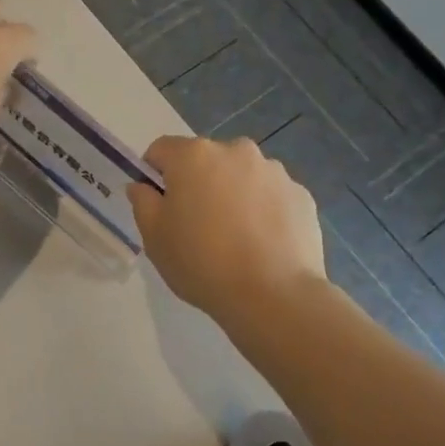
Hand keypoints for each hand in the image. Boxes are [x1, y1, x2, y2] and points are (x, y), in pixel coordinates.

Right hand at [130, 136, 327, 320]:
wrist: (273, 295)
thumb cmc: (201, 262)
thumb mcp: (154, 237)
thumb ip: (143, 202)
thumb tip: (142, 186)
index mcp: (194, 156)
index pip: (162, 150)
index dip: (154, 174)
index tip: (158, 205)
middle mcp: (236, 151)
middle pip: (205, 160)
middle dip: (197, 183)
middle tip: (196, 225)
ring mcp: (274, 171)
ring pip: (241, 176)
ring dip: (232, 194)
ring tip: (234, 238)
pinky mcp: (301, 195)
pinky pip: (271, 196)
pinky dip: (263, 210)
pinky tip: (261, 244)